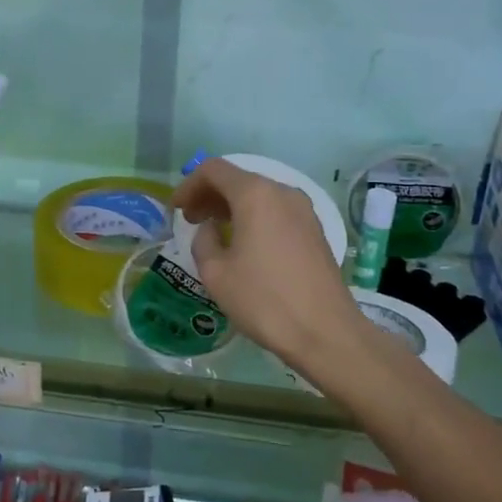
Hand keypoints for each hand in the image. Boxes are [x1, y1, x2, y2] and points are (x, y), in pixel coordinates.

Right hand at [172, 157, 362, 371]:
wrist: (326, 332)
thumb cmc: (264, 300)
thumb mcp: (216, 274)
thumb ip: (204, 241)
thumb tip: (212, 229)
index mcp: (255, 194)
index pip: (214, 170)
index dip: (189, 185)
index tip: (176, 210)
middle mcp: (282, 192)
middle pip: (238, 179)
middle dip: (210, 195)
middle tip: (190, 221)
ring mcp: (304, 209)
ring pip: (259, 195)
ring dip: (232, 206)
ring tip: (214, 232)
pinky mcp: (315, 229)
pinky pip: (276, 211)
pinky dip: (254, 217)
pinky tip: (244, 243)